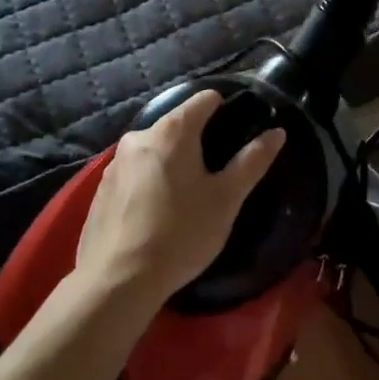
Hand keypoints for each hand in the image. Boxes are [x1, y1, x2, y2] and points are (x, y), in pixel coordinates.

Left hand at [75, 89, 286, 308]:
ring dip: (172, 163)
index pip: (205, 99)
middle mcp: (139, 136)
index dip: (226, 109)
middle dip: (198, 142)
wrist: (118, 280)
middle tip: (216, 175)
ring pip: (154, 150)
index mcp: (172, 130)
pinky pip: (134, 173)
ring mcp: (115, 163)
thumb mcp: (226, 199)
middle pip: (177, 124)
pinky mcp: (101, 189)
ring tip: (187, 197)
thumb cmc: (181, 233)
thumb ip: (252, 161)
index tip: (238, 135)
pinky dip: (149, 183)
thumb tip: (277, 132)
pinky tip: (156, 214)